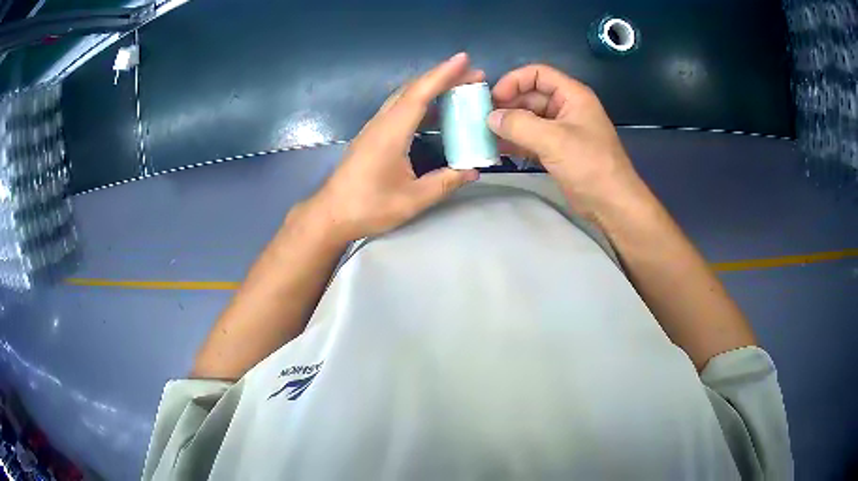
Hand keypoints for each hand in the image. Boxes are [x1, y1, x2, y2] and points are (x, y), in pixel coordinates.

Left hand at [304, 53, 481, 244]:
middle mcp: (381, 122)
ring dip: (432, 88)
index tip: (464, 58)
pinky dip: (420, 102)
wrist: (331, 214)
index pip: (420, 94)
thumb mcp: (413, 200)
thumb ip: (445, 182)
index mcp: (391, 132)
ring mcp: (374, 127)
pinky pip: (399, 108)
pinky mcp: (372, 135)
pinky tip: (435, 110)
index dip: (443, 74)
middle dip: (443, 77)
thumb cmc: (368, 207)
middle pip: (413, 89)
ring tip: (459, 88)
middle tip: (473, 76)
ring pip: (405, 97)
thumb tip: (473, 170)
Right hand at [487, 64, 642, 218]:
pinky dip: (516, 142)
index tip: (494, 99)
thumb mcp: (554, 140)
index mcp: (572, 95)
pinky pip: (531, 139)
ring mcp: (562, 130)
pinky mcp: (558, 151)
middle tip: (483, 121)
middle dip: (507, 105)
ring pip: (529, 118)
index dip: (514, 81)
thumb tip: (490, 117)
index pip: (537, 74)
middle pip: (530, 95)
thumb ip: (519, 125)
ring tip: (485, 136)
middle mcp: (566, 108)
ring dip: (509, 125)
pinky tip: (498, 150)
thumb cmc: (590, 165)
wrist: (611, 205)